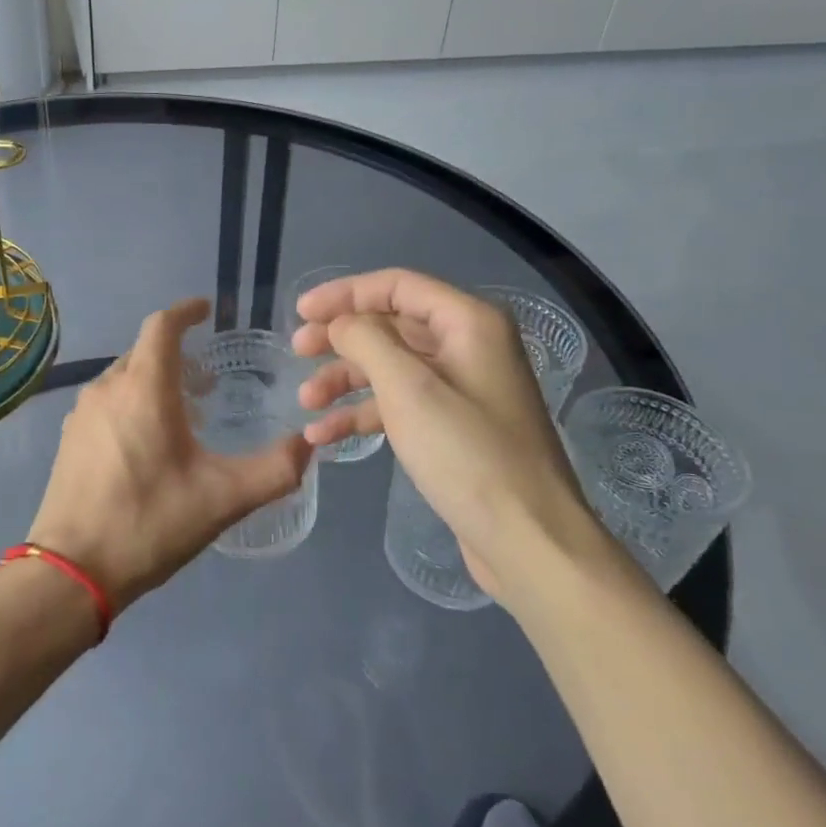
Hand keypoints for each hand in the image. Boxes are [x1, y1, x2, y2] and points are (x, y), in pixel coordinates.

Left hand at [27, 298, 310, 611]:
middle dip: (176, 353)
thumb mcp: (222, 499)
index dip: (186, 311)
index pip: (162, 326)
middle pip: (144, 351)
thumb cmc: (149, 522)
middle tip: (209, 379)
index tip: (207, 310)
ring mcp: (83, 414)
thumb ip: (274, 470)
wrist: (71, 571)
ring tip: (185, 410)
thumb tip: (308, 445)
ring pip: (124, 377)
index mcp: (144, 388)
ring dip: (155, 380)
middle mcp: (108, 388)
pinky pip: (107, 402)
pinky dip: (133, 402)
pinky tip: (148, 441)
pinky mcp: (70, 439)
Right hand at [292, 270, 594, 607]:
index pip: (396, 286)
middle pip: (391, 325)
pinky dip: (363, 414)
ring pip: (391, 367)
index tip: (300, 312)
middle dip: (340, 338)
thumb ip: (365, 340)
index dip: (344, 294)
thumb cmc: (467, 454)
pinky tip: (325, 435)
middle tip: (297, 352)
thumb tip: (341, 323)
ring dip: (345, 380)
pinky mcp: (454, 428)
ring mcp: (463, 389)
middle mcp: (468, 346)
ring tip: (306, 402)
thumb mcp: (408, 388)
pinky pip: (400, 405)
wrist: (528, 540)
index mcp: (468, 322)